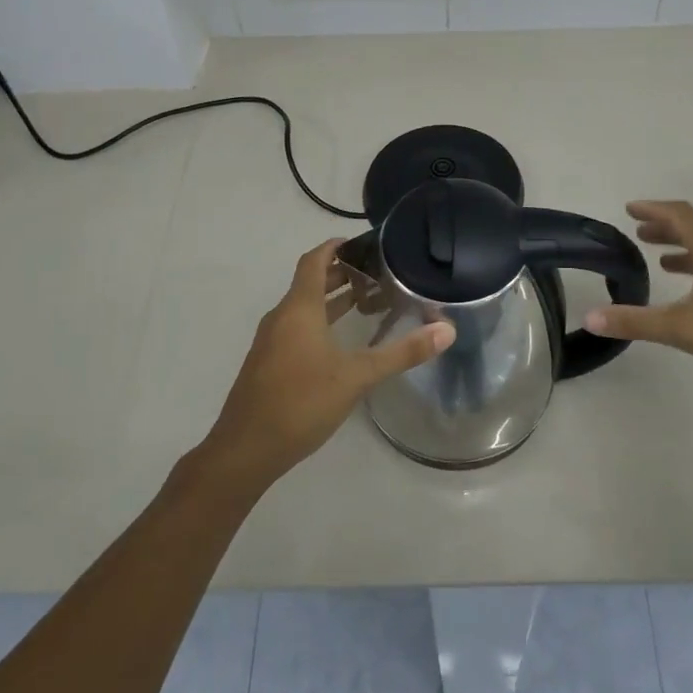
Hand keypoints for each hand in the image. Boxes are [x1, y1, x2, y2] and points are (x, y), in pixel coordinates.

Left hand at [197, 239, 454, 492]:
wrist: (245, 449)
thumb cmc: (301, 402)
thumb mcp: (357, 376)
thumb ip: (402, 353)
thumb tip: (447, 330)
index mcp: (299, 308)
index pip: (315, 260)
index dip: (336, 246)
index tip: (364, 243)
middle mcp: (282, 317)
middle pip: (311, 282)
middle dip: (342, 273)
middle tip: (377, 273)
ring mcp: (271, 341)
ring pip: (304, 307)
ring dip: (332, 299)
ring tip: (367, 301)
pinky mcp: (268, 363)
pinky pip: (296, 327)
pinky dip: (320, 321)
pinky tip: (341, 342)